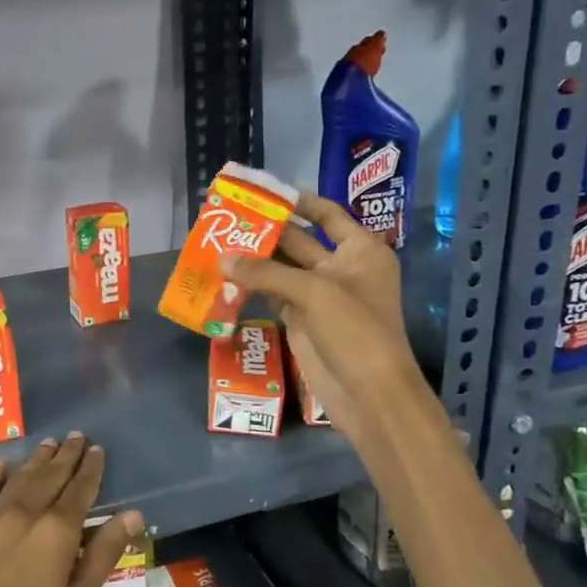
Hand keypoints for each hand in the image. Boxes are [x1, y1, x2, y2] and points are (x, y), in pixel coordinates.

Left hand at [0, 434, 143, 586]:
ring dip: (35, 461)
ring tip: (47, 445)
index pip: (80, 492)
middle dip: (65, 457)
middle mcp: (23, 516)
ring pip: (17, 480)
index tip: (97, 450)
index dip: (90, 470)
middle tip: (75, 437)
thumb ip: (102, 556)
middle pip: (49, 477)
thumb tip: (132, 514)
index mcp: (56, 534)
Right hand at [219, 192, 419, 439]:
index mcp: (360, 251)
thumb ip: (266, 273)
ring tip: (217, 242)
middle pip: (299, 240)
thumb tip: (222, 258)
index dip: (298, 202)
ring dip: (253, 259)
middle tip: (227, 217)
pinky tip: (224, 276)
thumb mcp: (314, 293)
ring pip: (280, 269)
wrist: (369, 393)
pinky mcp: (300, 319)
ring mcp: (318, 295)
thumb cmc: (356, 331)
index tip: (263, 192)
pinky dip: (250, 287)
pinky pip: (271, 295)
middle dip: (266, 231)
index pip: (327, 215)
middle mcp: (340, 268)